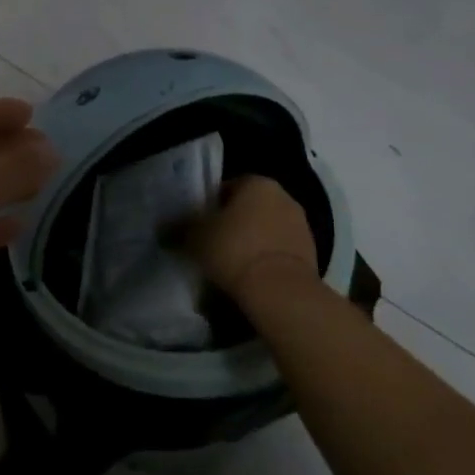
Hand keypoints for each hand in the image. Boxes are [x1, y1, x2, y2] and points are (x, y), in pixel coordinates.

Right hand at [186, 176, 319, 304]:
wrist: (279, 291)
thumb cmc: (233, 250)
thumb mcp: (194, 237)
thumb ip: (178, 227)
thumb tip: (163, 228)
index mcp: (257, 183)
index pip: (226, 187)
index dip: (209, 205)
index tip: (198, 224)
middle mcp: (284, 197)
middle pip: (248, 207)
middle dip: (232, 223)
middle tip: (210, 242)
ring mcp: (301, 226)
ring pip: (265, 229)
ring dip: (250, 241)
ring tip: (229, 263)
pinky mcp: (311, 254)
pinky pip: (278, 250)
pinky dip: (264, 258)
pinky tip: (249, 275)